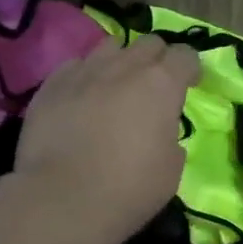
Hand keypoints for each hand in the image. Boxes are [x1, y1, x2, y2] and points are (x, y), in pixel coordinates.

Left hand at [12, 36, 200, 243]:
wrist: (62, 199)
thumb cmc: (129, 188)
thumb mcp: (171, 169)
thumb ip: (171, 138)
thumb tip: (160, 131)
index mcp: (162, 84)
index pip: (185, 55)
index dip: (190, 68)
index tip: (189, 85)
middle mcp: (125, 67)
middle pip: (148, 43)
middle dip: (156, 59)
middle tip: (153, 86)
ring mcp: (85, 71)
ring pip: (110, 46)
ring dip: (120, 61)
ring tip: (115, 86)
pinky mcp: (52, 84)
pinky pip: (75, 65)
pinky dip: (85, 76)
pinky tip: (82, 98)